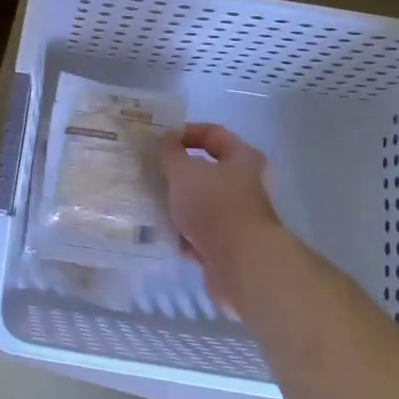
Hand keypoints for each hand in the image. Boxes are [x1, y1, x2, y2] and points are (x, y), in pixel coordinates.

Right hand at [161, 123, 287, 306]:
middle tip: (153, 173)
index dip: (185, 133)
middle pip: (206, 171)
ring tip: (153, 204)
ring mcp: (238, 217)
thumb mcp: (184, 171)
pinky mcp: (229, 245)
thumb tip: (167, 140)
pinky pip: (200, 232)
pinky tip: (165, 233)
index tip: (159, 142)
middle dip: (178, 174)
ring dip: (178, 205)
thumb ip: (170, 152)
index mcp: (242, 158)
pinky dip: (184, 233)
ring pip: (201, 203)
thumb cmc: (214, 206)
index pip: (212, 133)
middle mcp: (245, 184)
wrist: (241, 265)